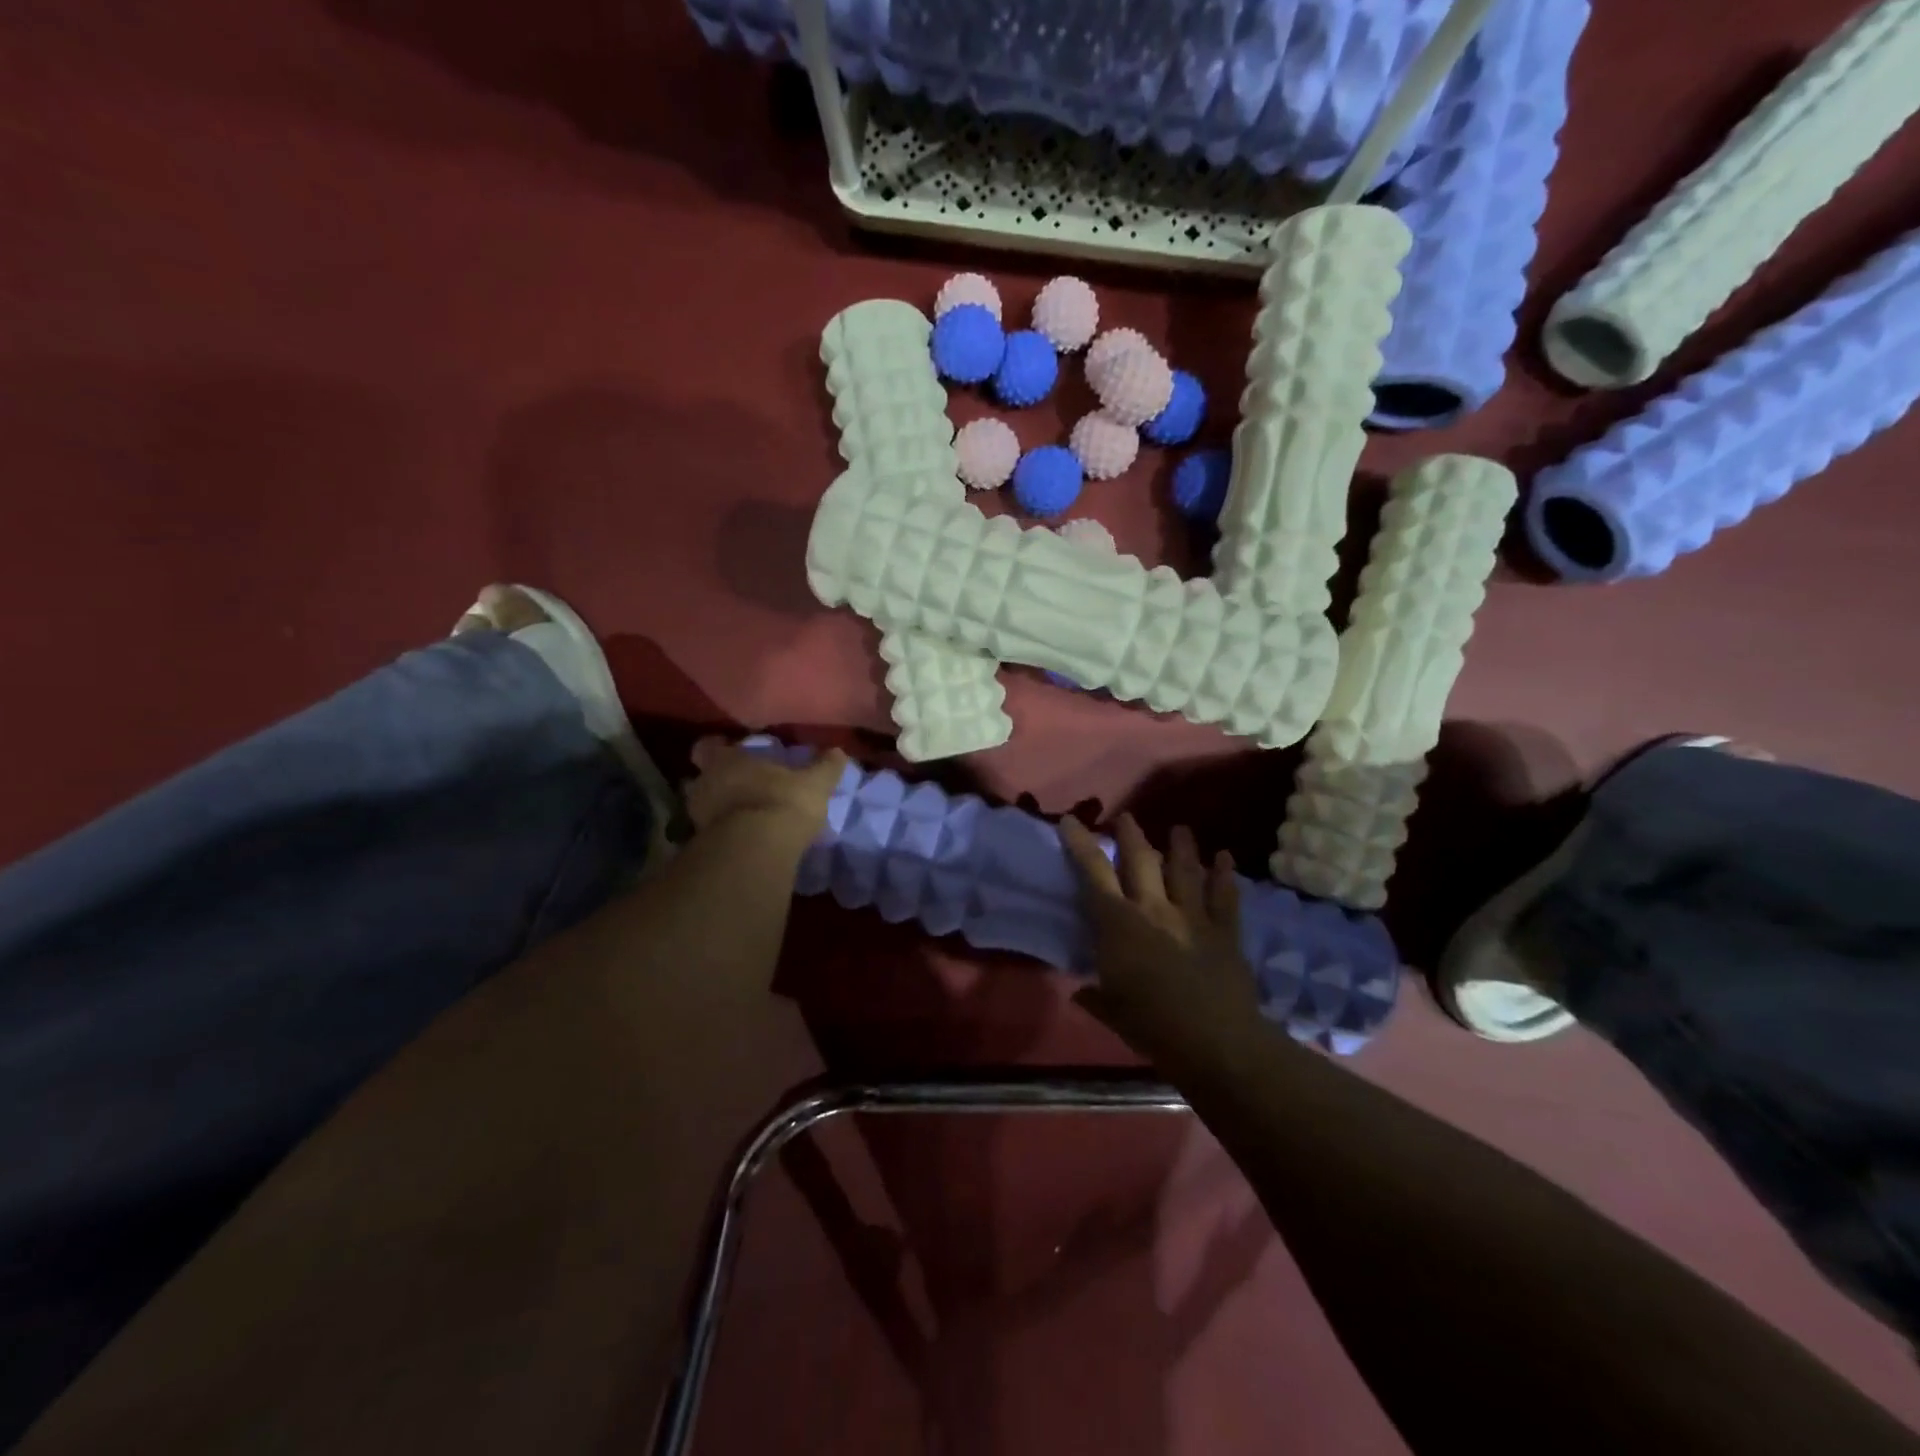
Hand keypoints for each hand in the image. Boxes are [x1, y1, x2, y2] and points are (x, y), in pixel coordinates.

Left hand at [685, 738, 846, 837]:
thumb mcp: (814, 783)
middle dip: (719, 780)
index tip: (733, 752)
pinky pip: (711, 833)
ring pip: (703, 806)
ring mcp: (698, 816)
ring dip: (719, 809)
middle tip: (743, 785)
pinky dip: (723, 833)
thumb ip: (825, 767)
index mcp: (726, 759)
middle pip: (703, 777)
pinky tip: (744, 838)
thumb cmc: (783, 802)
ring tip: (744, 815)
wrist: (757, 851)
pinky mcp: (702, 845)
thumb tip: (839, 751)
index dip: (719, 748)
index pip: (708, 746)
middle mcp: (704, 783)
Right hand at [1059, 814, 1261, 1063]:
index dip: (1081, 844)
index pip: (1094, 874)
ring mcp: (1193, 916)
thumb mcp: (1112, 1012)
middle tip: (1127, 817)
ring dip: (1182, 846)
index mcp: (1119, 924)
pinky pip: (1225, 896)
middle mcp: (1154, 908)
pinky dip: (1225, 875)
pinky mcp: (1225, 930)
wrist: (1214, 1040)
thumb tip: (1081, 992)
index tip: (1071, 820)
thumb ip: (1095, 996)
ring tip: (1179, 829)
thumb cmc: (1152, 1026)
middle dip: (1131, 835)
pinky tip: (1225, 857)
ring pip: (1185, 870)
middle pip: (1141, 860)